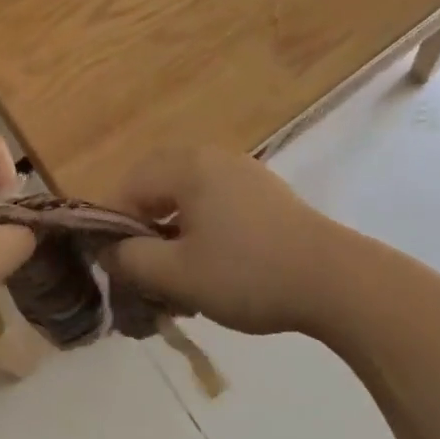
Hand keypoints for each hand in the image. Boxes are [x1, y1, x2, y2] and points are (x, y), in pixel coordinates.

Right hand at [101, 147, 345, 335]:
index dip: (113, 228)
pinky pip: (215, 203)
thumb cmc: (248, 273)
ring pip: (187, 198)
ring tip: (178, 281)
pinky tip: (212, 269)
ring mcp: (241, 172)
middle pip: (157, 188)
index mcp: (187, 166)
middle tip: (145, 275)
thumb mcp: (179, 275)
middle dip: (144, 233)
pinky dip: (201, 232)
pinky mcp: (264, 193)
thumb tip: (106, 251)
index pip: (129, 186)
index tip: (118, 270)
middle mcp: (211, 157)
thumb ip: (131, 261)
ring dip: (173, 236)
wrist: (333, 279)